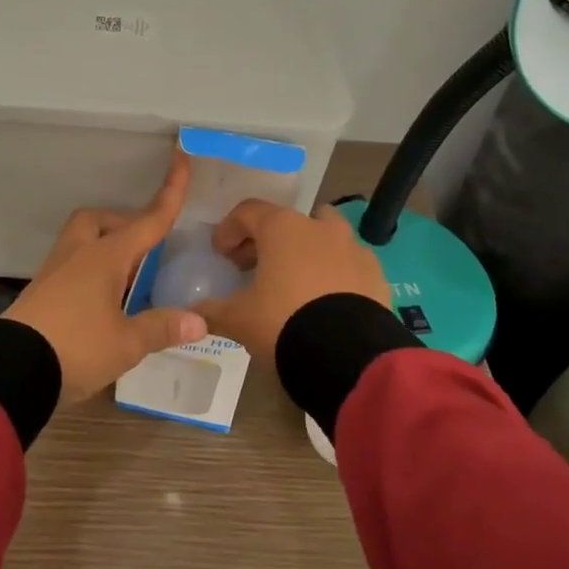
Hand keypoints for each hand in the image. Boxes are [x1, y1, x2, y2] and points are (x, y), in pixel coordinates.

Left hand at [4, 152, 209, 403]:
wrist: (10, 369)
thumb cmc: (76, 347)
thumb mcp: (126, 343)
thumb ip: (161, 327)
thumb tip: (200, 321)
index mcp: (106, 256)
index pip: (148, 220)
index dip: (170, 192)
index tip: (180, 158)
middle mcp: (79, 254)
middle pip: (99, 219)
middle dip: (123, 224)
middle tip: (144, 249)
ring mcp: (55, 271)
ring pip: (82, 241)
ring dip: (105, 248)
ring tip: (127, 279)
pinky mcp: (41, 292)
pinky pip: (71, 266)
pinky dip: (90, 271)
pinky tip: (102, 300)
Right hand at [190, 200, 389, 361]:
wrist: (349, 357)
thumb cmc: (283, 323)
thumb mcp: (238, 319)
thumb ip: (212, 310)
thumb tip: (192, 312)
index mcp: (283, 227)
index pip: (247, 212)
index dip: (229, 230)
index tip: (220, 254)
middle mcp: (320, 227)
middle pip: (287, 221)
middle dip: (267, 241)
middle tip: (252, 268)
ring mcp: (353, 248)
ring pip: (324, 236)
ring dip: (305, 251)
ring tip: (293, 283)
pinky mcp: (375, 273)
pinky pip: (348, 264)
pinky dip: (333, 273)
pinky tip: (325, 302)